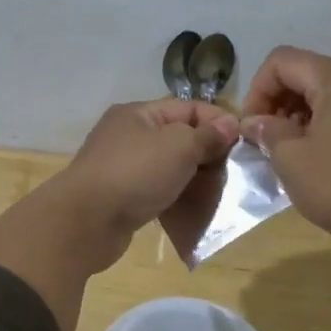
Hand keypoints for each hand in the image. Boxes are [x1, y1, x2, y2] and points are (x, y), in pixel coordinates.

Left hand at [56, 99, 241, 263]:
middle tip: (236, 172)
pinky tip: (195, 210)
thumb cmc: (135, 174)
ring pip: (170, 167)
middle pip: (179, 138)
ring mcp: (123, 168)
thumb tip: (230, 124)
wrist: (86, 222)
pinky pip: (158, 192)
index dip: (218, 121)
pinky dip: (177, 198)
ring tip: (220, 193)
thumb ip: (206, 136)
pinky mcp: (122, 198)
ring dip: (194, 179)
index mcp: (138, 114)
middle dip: (208, 153)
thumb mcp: (178, 147)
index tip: (245, 142)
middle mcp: (129, 136)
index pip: (188, 108)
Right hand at [240, 46, 330, 254]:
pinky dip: (324, 123)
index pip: (282, 61)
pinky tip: (316, 155)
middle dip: (278, 101)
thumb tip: (255, 122)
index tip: (251, 128)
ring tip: (288, 150)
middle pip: (307, 72)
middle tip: (265, 140)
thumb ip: (267, 131)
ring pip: (328, 92)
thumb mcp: (290, 159)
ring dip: (299, 114)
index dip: (257, 90)